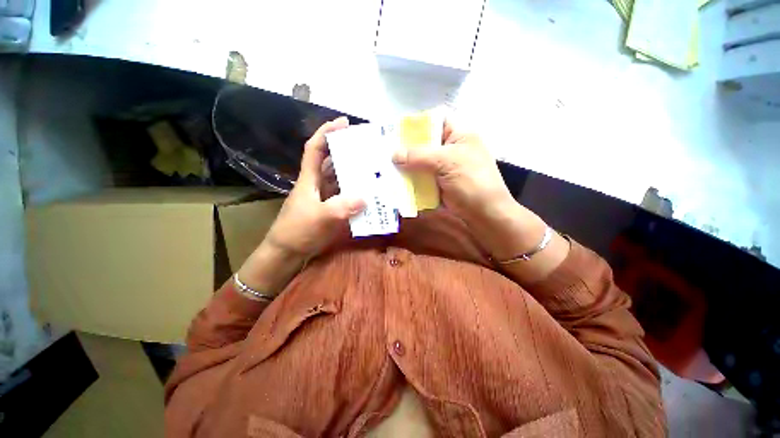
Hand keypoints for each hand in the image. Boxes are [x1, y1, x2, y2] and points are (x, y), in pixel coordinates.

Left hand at [237, 117, 364, 294]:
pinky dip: (357, 193)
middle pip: (331, 162)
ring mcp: (325, 198)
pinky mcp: (331, 209)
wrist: (288, 253)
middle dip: (347, 151)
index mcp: (309, 179)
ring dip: (354, 173)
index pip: (315, 149)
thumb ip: (340, 208)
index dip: (326, 133)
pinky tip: (370, 194)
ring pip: (340, 179)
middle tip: (368, 148)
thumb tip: (366, 198)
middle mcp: (318, 184)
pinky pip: (346, 196)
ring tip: (373, 168)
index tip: (343, 122)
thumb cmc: (297, 231)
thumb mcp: (318, 218)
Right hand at [392, 118, 514, 225]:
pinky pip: (421, 177)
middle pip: (424, 143)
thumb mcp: (447, 162)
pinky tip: (397, 182)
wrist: (484, 214)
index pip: (435, 119)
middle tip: (386, 152)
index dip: (417, 123)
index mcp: (458, 134)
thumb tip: (393, 154)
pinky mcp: (438, 183)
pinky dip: (410, 180)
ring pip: (420, 162)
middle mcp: (449, 148)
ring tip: (386, 168)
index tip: (397, 132)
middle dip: (406, 148)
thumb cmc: (472, 182)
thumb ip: (418, 156)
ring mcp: (443, 167)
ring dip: (406, 166)